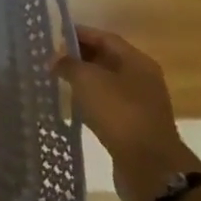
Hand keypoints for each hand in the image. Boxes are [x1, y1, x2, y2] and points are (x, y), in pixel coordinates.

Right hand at [55, 25, 200, 200]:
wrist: (148, 166)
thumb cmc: (118, 113)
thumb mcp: (87, 80)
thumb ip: (68, 64)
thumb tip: (56, 59)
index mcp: (137, 62)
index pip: (104, 38)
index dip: (79, 34)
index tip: (53, 35)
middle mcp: (142, 79)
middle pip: (107, 59)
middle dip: (79, 56)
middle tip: (51, 58)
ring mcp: (140, 104)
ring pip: (106, 83)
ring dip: (83, 80)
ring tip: (57, 79)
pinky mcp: (133, 126)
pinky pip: (107, 104)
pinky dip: (90, 100)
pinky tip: (73, 105)